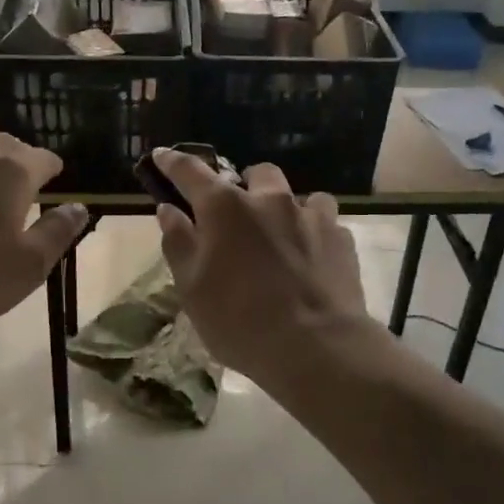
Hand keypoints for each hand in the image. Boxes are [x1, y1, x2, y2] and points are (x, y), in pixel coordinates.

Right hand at [152, 149, 368, 384]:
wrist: (316, 348)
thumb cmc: (240, 321)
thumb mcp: (192, 288)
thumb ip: (179, 242)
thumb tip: (168, 209)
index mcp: (225, 208)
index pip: (191, 171)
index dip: (173, 162)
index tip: (162, 156)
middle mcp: (269, 200)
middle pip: (257, 173)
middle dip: (245, 185)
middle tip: (238, 214)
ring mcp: (310, 216)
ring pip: (298, 195)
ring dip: (284, 208)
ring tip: (280, 236)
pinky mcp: (341, 238)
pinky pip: (325, 222)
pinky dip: (313, 232)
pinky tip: (310, 258)